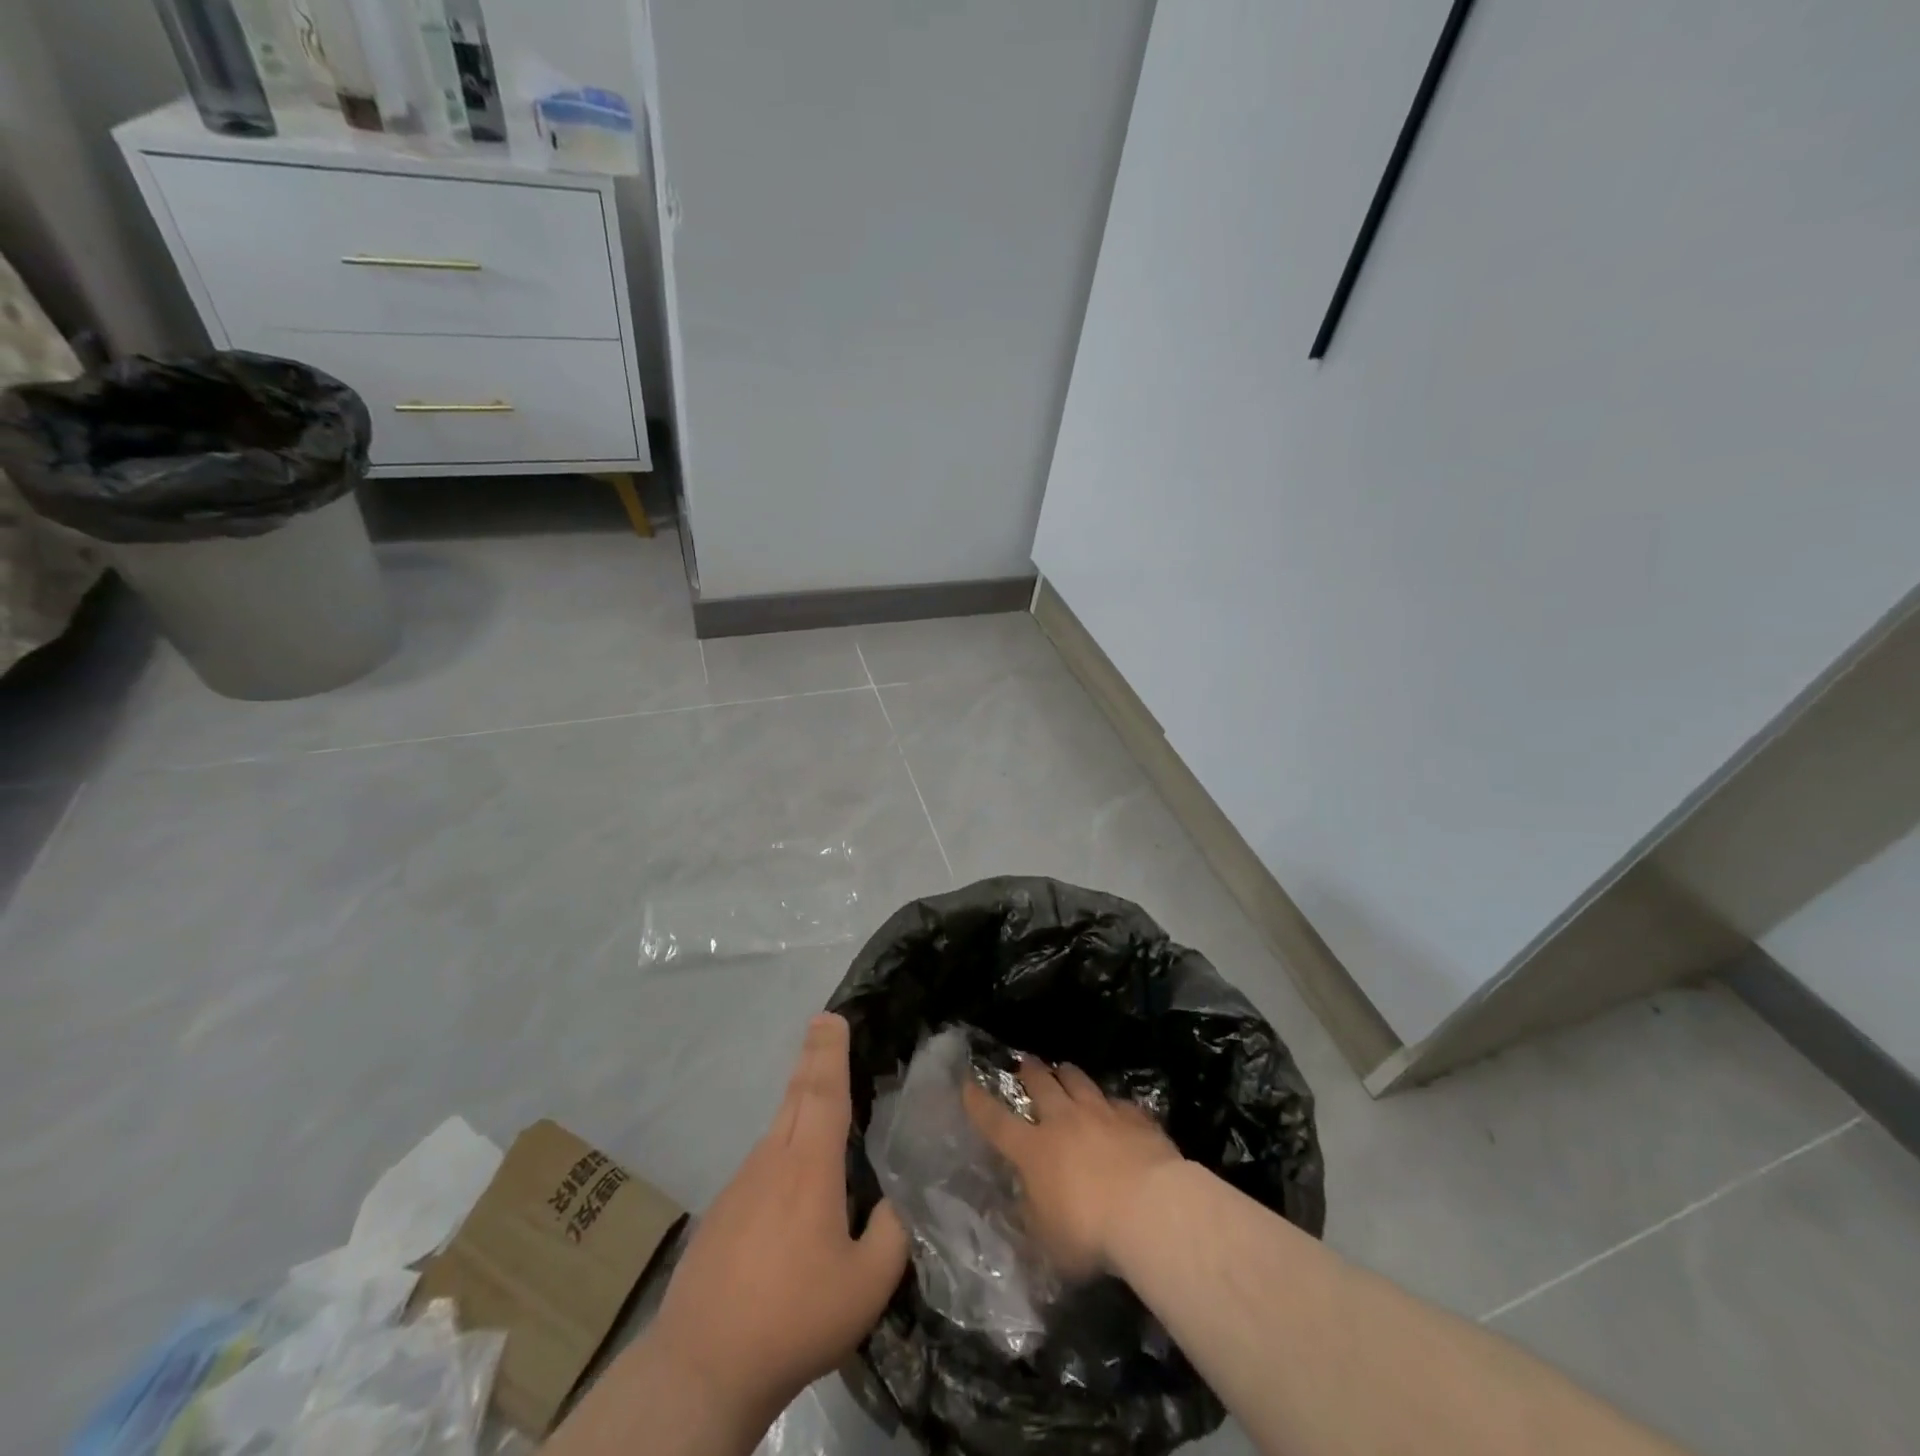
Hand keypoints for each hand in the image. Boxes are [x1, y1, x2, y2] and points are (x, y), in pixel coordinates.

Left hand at [647, 1014, 908, 1422]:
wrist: (701, 1367)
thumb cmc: (793, 1318)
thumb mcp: (866, 1285)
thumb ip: (893, 1233)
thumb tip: (898, 1198)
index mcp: (808, 1167)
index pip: (822, 1091)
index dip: (830, 1050)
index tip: (831, 1016)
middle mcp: (772, 1161)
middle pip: (795, 1095)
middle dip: (813, 1057)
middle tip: (824, 1026)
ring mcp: (740, 1185)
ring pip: (778, 1130)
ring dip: (800, 1104)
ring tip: (823, 1100)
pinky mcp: (723, 1213)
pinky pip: (762, 1166)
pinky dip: (784, 1152)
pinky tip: (794, 1186)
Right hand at [963, 1055, 1183, 1279]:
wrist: (1150, 1209)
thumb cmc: (1090, 1233)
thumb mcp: (1048, 1241)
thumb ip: (1034, 1217)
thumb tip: (1027, 1203)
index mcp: (1034, 1150)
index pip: (996, 1122)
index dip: (979, 1103)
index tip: (968, 1084)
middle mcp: (1064, 1121)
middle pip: (1041, 1085)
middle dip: (1030, 1072)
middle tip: (1025, 1064)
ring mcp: (1101, 1113)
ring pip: (1078, 1081)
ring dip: (1067, 1075)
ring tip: (1063, 1069)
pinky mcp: (1135, 1117)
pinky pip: (1118, 1102)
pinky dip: (1112, 1103)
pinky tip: (1116, 1106)